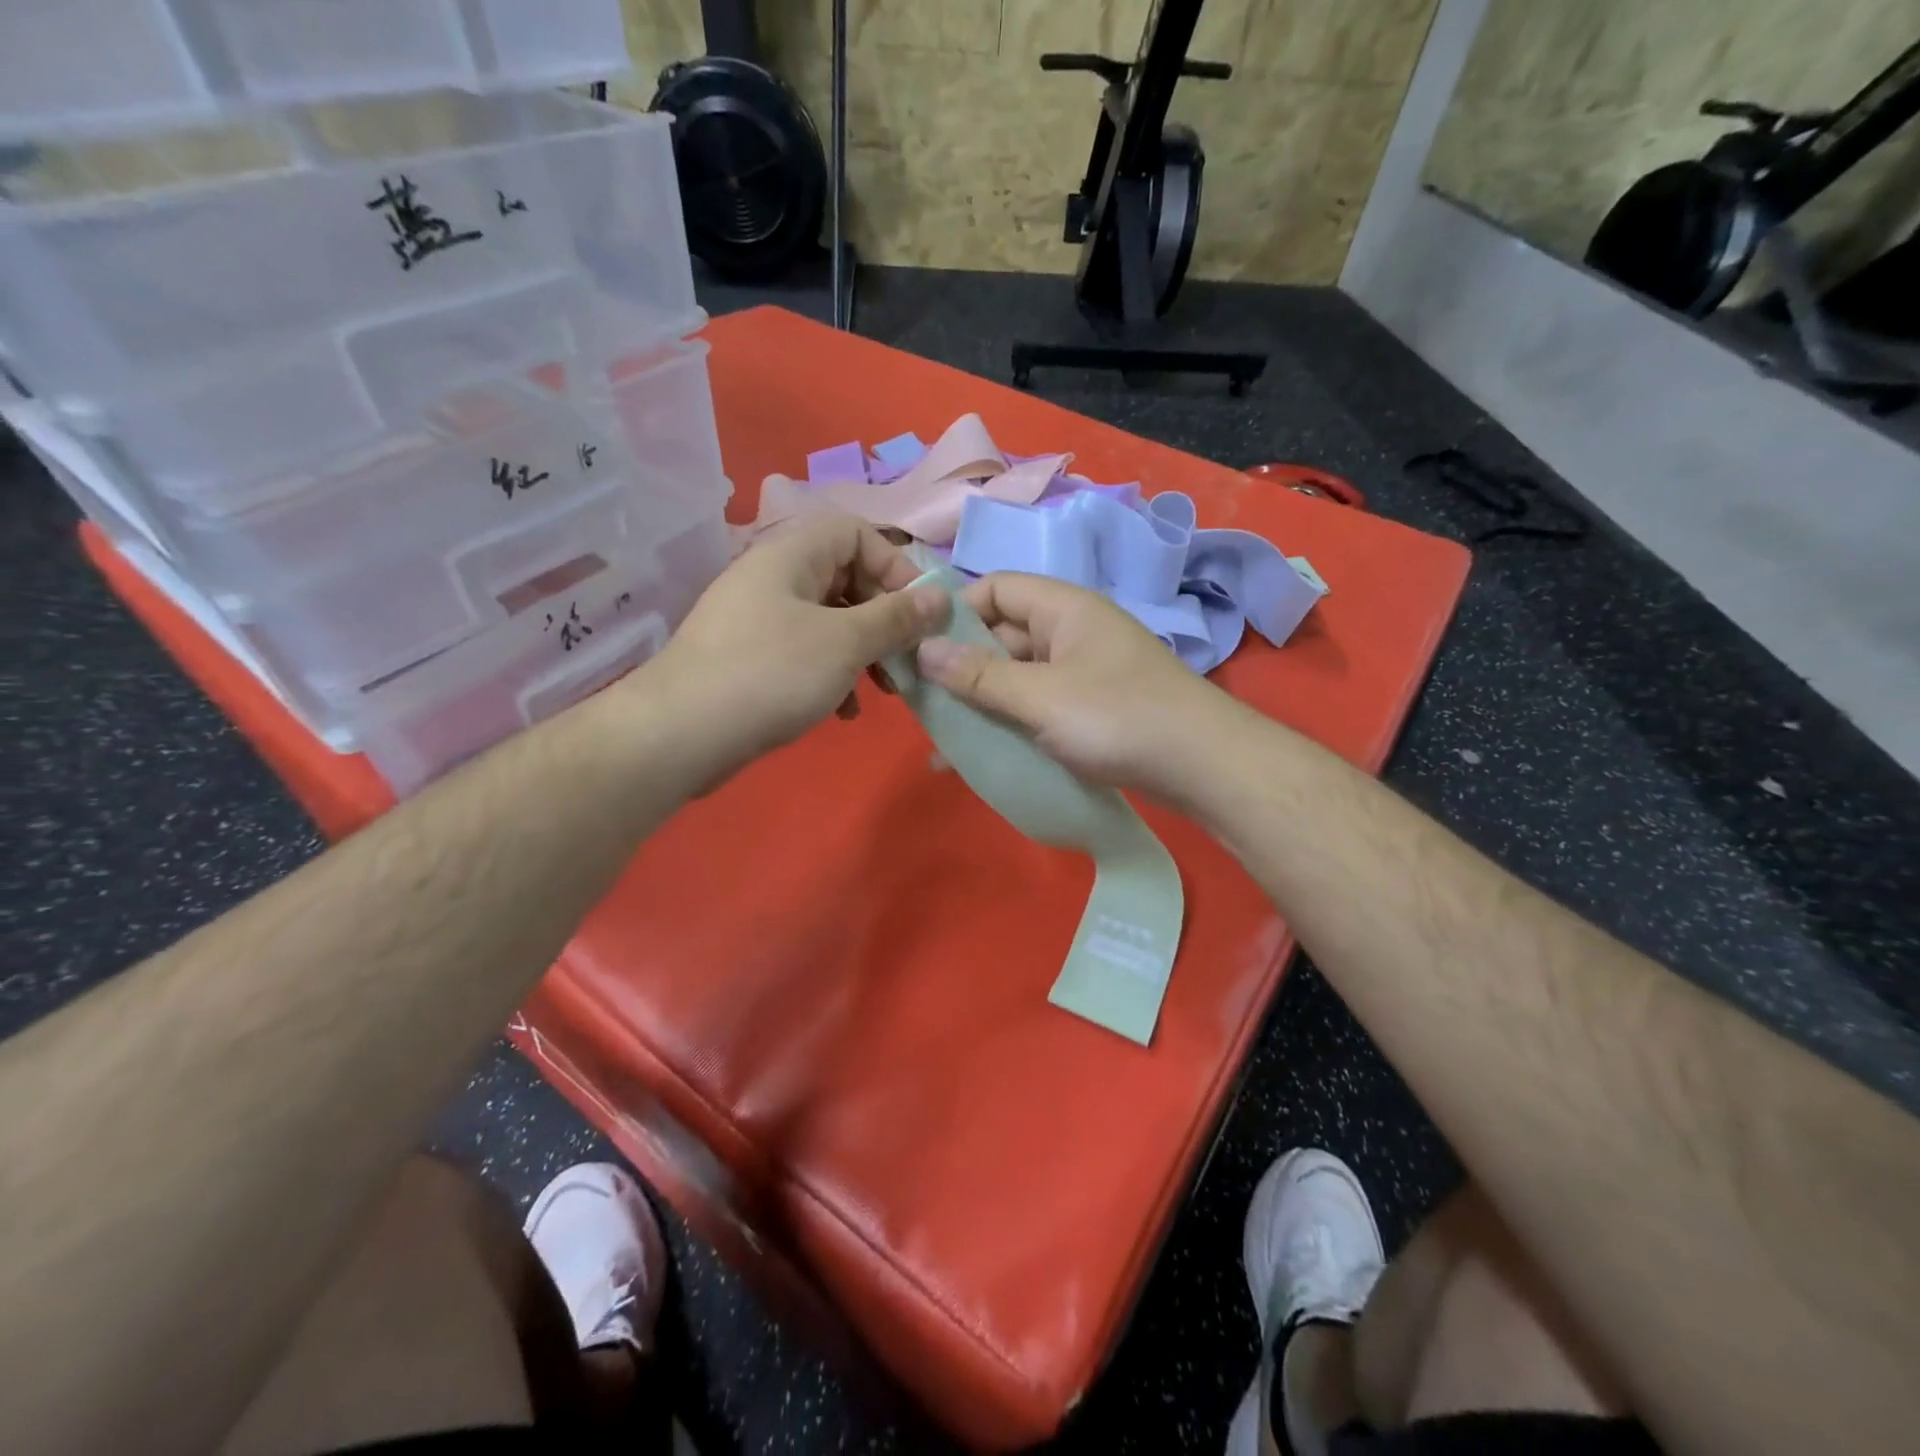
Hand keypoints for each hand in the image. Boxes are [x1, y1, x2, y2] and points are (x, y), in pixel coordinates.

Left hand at [636, 515, 947, 781]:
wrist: (680, 734)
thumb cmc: (771, 673)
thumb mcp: (845, 643)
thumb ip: (896, 618)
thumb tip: (941, 596)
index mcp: (792, 555)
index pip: (856, 532)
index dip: (894, 565)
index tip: (919, 611)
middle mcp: (773, 577)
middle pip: (846, 577)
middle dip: (884, 617)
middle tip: (908, 656)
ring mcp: (759, 619)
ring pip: (830, 620)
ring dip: (864, 651)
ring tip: (883, 689)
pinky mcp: (751, 658)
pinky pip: (806, 652)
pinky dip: (833, 674)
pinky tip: (844, 711)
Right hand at [914, 572, 1232, 798]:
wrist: (1204, 767)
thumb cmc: (1119, 718)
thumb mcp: (1041, 698)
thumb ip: (980, 676)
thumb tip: (921, 650)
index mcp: (1063, 608)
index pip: (995, 588)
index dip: (954, 612)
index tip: (919, 649)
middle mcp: (1072, 631)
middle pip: (1002, 634)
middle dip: (961, 664)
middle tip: (922, 701)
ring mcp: (1083, 671)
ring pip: (1018, 675)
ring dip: (982, 700)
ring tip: (942, 734)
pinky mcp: (1090, 708)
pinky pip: (1038, 704)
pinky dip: (1010, 722)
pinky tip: (980, 754)